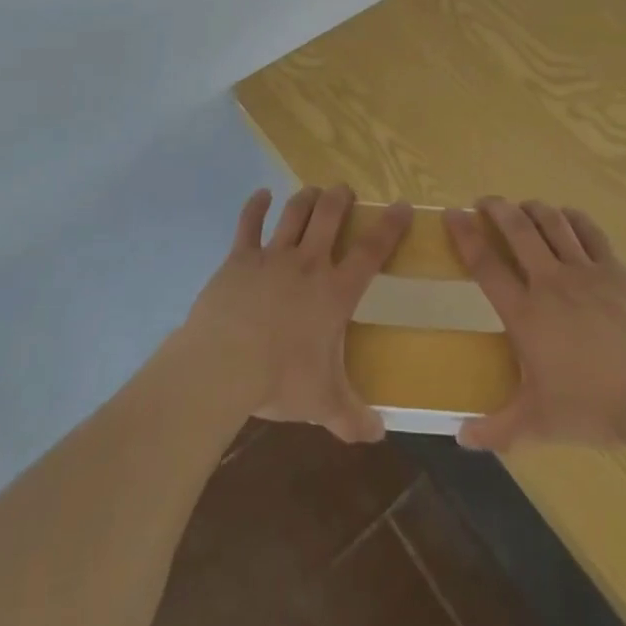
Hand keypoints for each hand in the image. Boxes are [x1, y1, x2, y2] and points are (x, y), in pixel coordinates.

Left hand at [182, 185, 410, 443]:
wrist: (224, 364)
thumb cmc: (280, 379)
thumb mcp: (323, 403)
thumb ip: (353, 418)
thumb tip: (379, 435)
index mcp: (334, 292)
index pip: (371, 251)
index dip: (390, 226)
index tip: (402, 206)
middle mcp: (307, 263)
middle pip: (330, 215)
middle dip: (341, 197)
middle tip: (346, 190)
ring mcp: (272, 256)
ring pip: (294, 212)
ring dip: (306, 197)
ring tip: (314, 191)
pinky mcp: (240, 257)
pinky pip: (249, 223)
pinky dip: (256, 205)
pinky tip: (262, 194)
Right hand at [444, 196, 625, 450]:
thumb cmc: (593, 407)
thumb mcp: (539, 424)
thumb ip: (497, 429)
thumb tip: (460, 437)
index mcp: (525, 313)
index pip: (485, 264)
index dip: (465, 235)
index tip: (451, 214)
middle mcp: (550, 281)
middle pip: (517, 229)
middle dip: (496, 208)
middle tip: (484, 202)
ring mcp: (585, 271)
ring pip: (552, 222)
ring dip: (533, 208)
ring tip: (522, 206)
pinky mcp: (616, 269)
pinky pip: (590, 232)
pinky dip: (573, 218)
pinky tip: (566, 218)